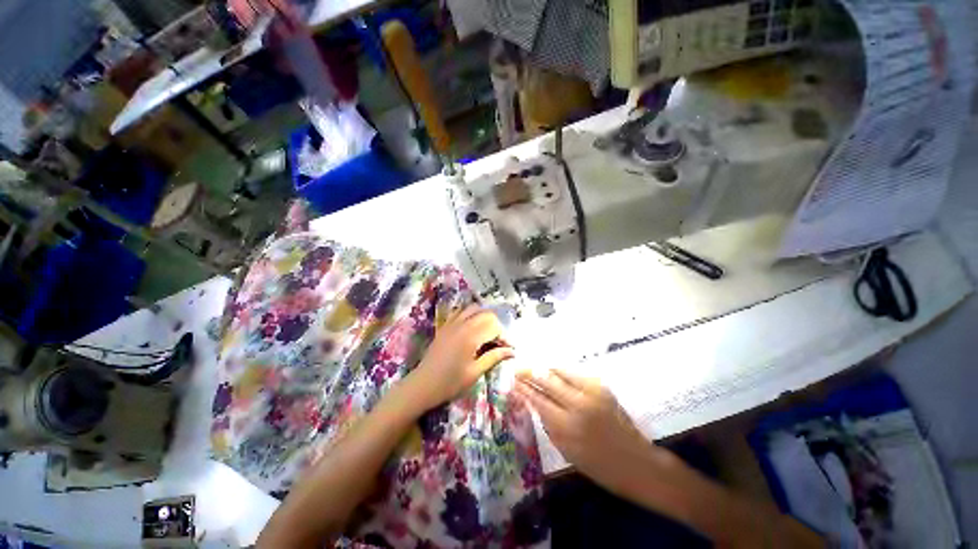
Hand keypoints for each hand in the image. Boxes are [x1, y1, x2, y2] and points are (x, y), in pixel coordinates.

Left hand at [408, 304, 513, 409]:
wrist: (422, 385)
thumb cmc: (450, 383)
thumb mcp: (475, 372)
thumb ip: (494, 357)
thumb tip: (512, 351)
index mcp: (471, 337)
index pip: (495, 327)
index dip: (504, 337)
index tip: (507, 349)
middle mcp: (462, 325)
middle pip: (486, 314)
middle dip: (496, 325)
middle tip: (498, 342)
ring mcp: (452, 323)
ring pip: (474, 309)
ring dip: (484, 317)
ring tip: (487, 332)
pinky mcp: (445, 326)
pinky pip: (460, 311)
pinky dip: (470, 314)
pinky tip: (472, 326)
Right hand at [514, 369, 664, 497]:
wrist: (635, 461)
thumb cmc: (597, 465)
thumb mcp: (566, 450)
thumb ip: (548, 424)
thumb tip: (533, 402)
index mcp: (566, 427)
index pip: (538, 400)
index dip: (524, 389)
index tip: (512, 382)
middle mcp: (577, 405)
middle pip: (547, 381)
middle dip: (530, 373)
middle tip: (517, 369)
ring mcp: (591, 392)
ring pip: (560, 372)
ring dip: (545, 370)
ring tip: (534, 369)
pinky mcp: (601, 387)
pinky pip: (575, 374)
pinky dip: (561, 373)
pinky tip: (554, 373)